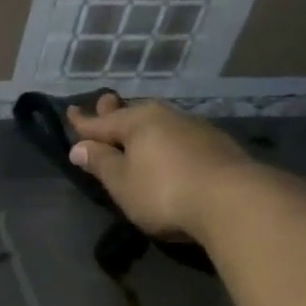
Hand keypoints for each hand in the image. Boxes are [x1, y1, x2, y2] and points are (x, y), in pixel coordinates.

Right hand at [67, 93, 251, 239]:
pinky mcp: (217, 146)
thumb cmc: (164, 192)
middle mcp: (165, 117)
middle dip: (115, 112)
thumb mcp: (122, 182)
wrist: (235, 202)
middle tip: (104, 104)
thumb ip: (100, 163)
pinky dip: (165, 140)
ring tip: (134, 130)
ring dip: (143, 127)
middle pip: (133, 113)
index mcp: (137, 122)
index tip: (70, 112)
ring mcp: (195, 129)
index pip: (100, 121)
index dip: (83, 121)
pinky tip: (167, 148)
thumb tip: (80, 147)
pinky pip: (178, 136)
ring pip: (159, 123)